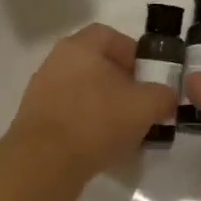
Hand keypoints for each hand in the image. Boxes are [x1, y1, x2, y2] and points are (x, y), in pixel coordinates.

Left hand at [8, 23, 177, 183]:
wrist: (44, 163)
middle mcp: (55, 62)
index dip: (133, 53)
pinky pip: (68, 114)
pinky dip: (86, 124)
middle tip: (140, 104)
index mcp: (79, 47)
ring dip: (104, 105)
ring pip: (82, 90)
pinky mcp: (34, 120)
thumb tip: (166, 96)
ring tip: (124, 129)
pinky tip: (100, 145)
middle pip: (95, 64)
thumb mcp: (145, 106)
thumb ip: (163, 95)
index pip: (110, 36)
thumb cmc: (96, 121)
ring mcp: (41, 91)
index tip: (149, 77)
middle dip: (121, 82)